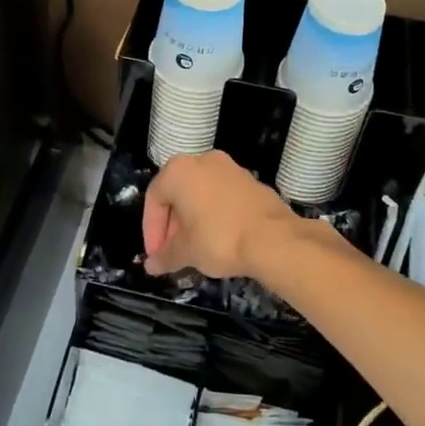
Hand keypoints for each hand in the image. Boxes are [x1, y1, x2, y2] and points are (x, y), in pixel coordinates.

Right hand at [143, 151, 299, 280]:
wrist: (273, 238)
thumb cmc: (218, 238)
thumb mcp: (186, 251)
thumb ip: (165, 256)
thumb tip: (152, 265)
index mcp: (179, 171)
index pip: (154, 199)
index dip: (151, 231)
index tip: (157, 255)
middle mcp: (203, 160)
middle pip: (178, 193)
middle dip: (172, 225)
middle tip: (174, 253)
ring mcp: (230, 168)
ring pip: (201, 193)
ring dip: (193, 220)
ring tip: (195, 249)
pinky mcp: (250, 180)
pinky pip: (222, 196)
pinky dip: (215, 214)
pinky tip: (219, 239)